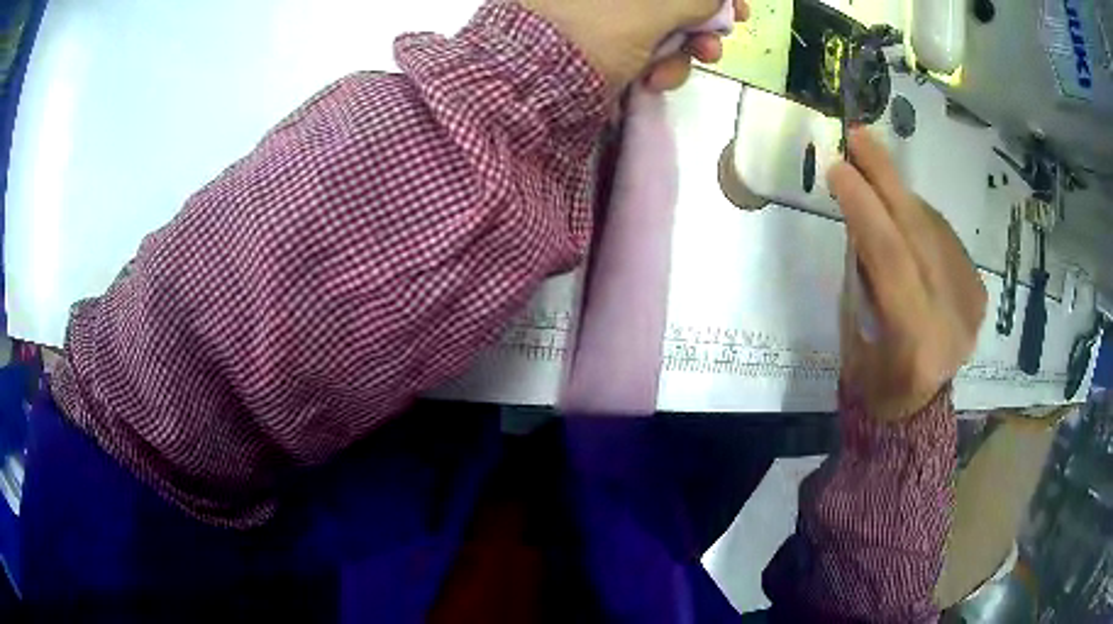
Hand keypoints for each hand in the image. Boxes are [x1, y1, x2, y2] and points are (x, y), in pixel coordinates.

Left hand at [521, 0, 748, 92]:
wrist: (534, 90)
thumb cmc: (590, 33)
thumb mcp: (648, 9)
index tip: (736, 9)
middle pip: (674, 2)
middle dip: (703, 22)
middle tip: (718, 40)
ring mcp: (611, 19)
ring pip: (668, 26)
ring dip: (686, 49)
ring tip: (690, 64)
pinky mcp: (611, 47)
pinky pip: (652, 50)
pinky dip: (663, 66)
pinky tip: (656, 82)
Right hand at [830, 129, 986, 421]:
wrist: (917, 407)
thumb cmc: (874, 379)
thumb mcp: (854, 334)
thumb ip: (862, 274)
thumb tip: (862, 212)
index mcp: (917, 342)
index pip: (892, 259)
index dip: (865, 208)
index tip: (838, 166)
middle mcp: (954, 319)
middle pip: (920, 233)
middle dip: (887, 178)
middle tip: (859, 136)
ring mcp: (972, 304)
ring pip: (935, 229)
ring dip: (902, 193)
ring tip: (875, 167)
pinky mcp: (979, 292)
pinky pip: (946, 238)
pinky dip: (921, 215)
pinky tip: (903, 207)